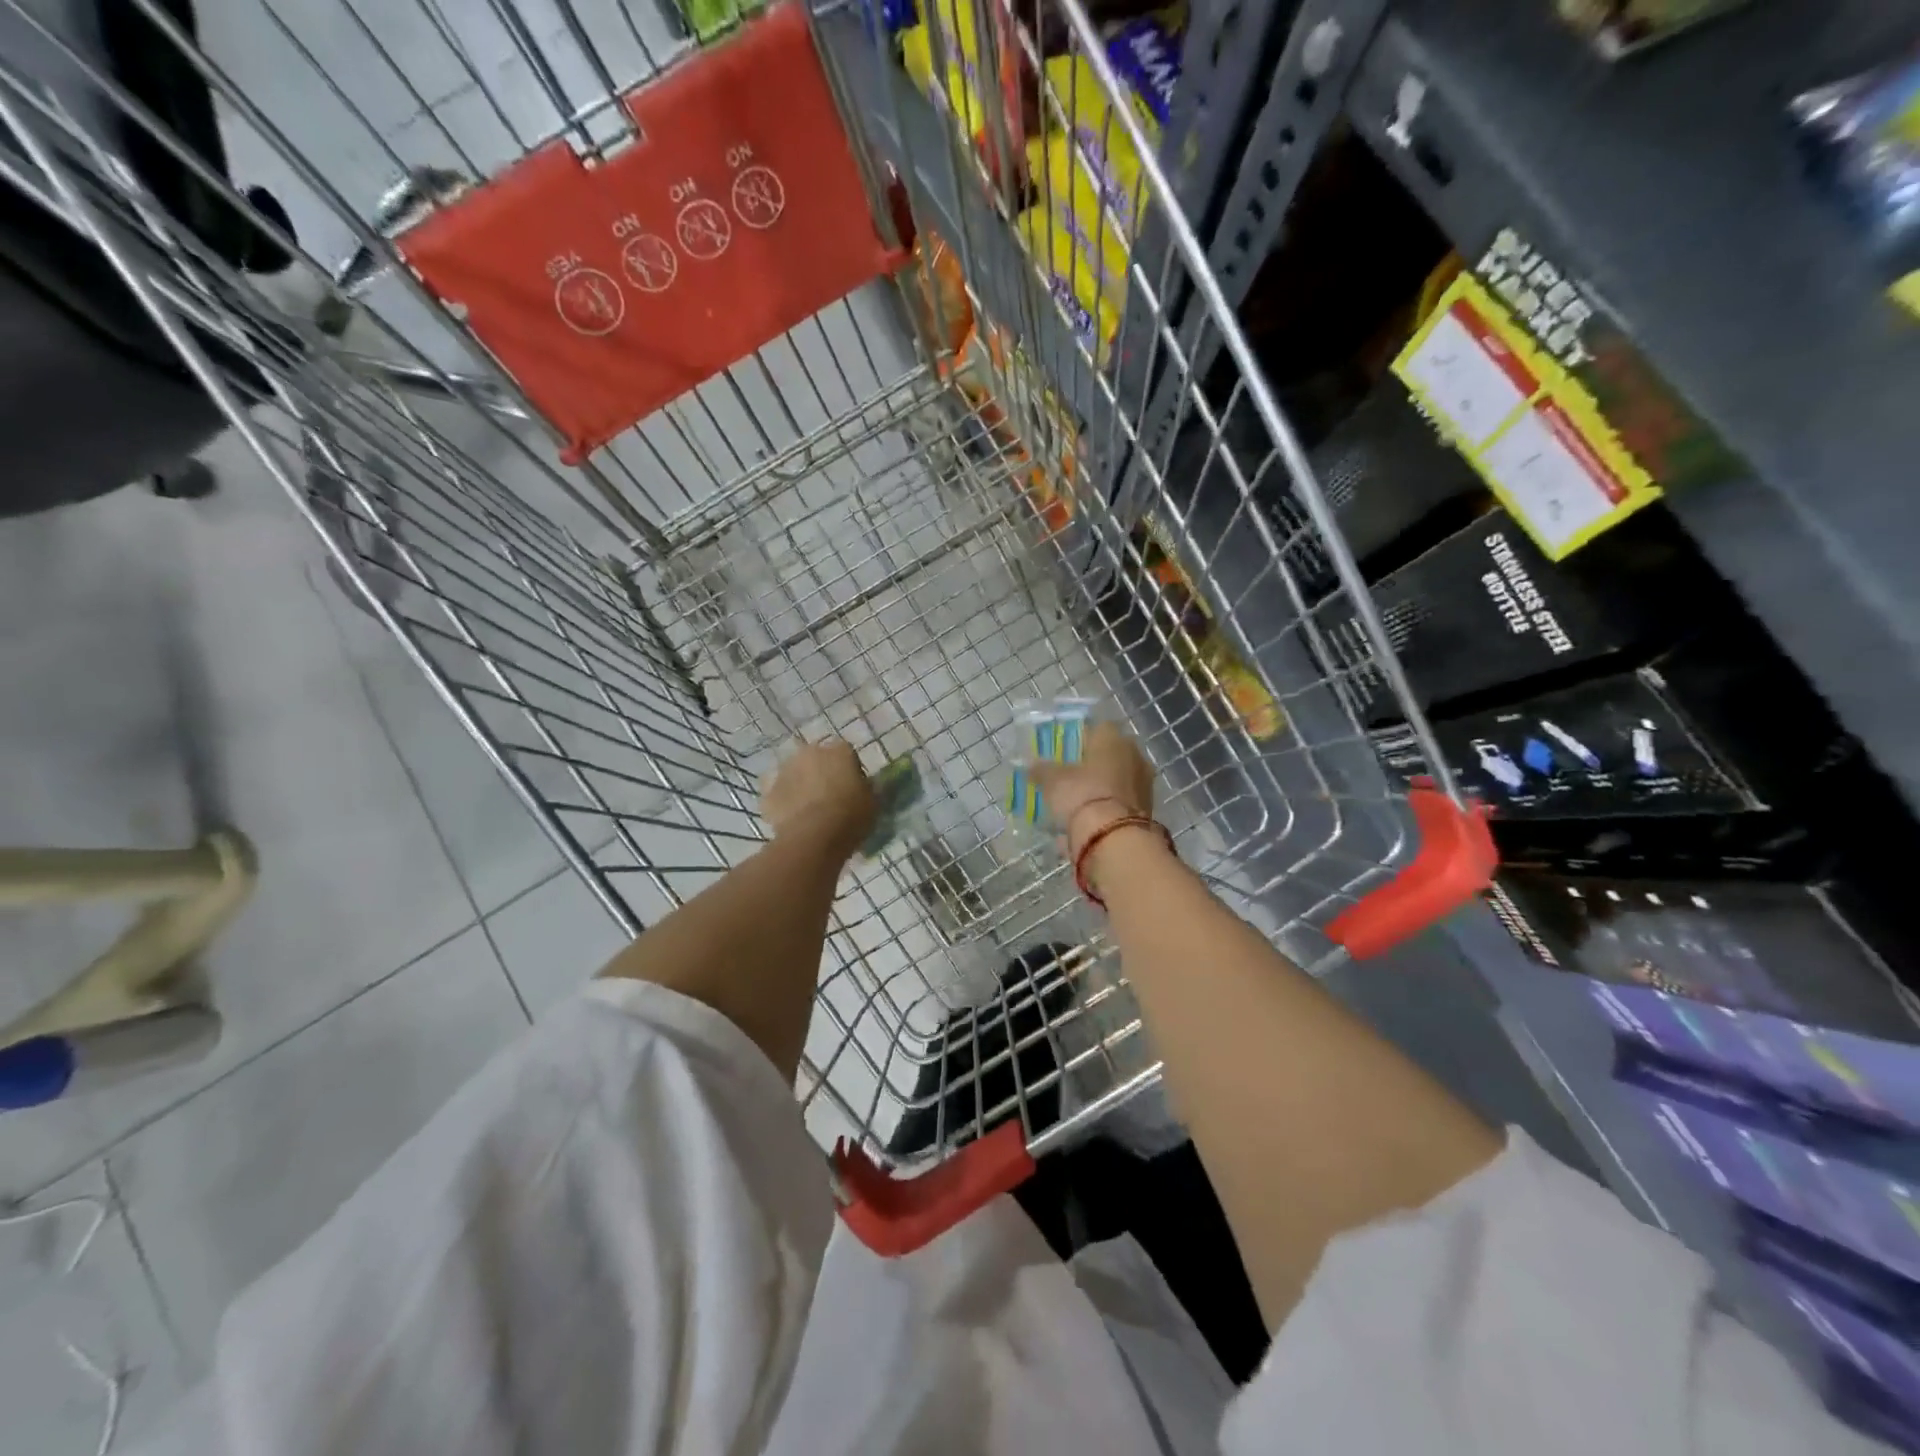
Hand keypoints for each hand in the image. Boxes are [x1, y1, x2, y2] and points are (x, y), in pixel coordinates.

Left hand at [761, 739, 875, 859]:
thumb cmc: (850, 816)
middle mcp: (810, 751)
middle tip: (829, 795)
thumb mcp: (872, 802)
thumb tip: (861, 786)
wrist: (814, 837)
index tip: (852, 787)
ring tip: (808, 809)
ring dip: (800, 784)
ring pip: (794, 773)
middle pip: (816, 758)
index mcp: (839, 750)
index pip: (846, 753)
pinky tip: (791, 817)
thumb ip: (866, 788)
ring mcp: (785, 769)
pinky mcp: (767, 791)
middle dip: (821, 772)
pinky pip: (777, 793)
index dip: (849, 769)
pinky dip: (783, 801)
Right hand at [1028, 721, 1155, 862]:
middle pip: (1109, 755)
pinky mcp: (1148, 809)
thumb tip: (1031, 766)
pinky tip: (1089, 821)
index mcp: (1112, 738)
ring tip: (1077, 803)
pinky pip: (1121, 803)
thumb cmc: (1081, 795)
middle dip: (1091, 765)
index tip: (1063, 754)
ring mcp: (1144, 783)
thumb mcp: (1051, 781)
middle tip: (1069, 778)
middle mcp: (1134, 754)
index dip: (1077, 740)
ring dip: (1101, 788)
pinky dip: (1108, 809)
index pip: (1095, 728)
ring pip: (1117, 779)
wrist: (1113, 837)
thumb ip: (1041, 770)